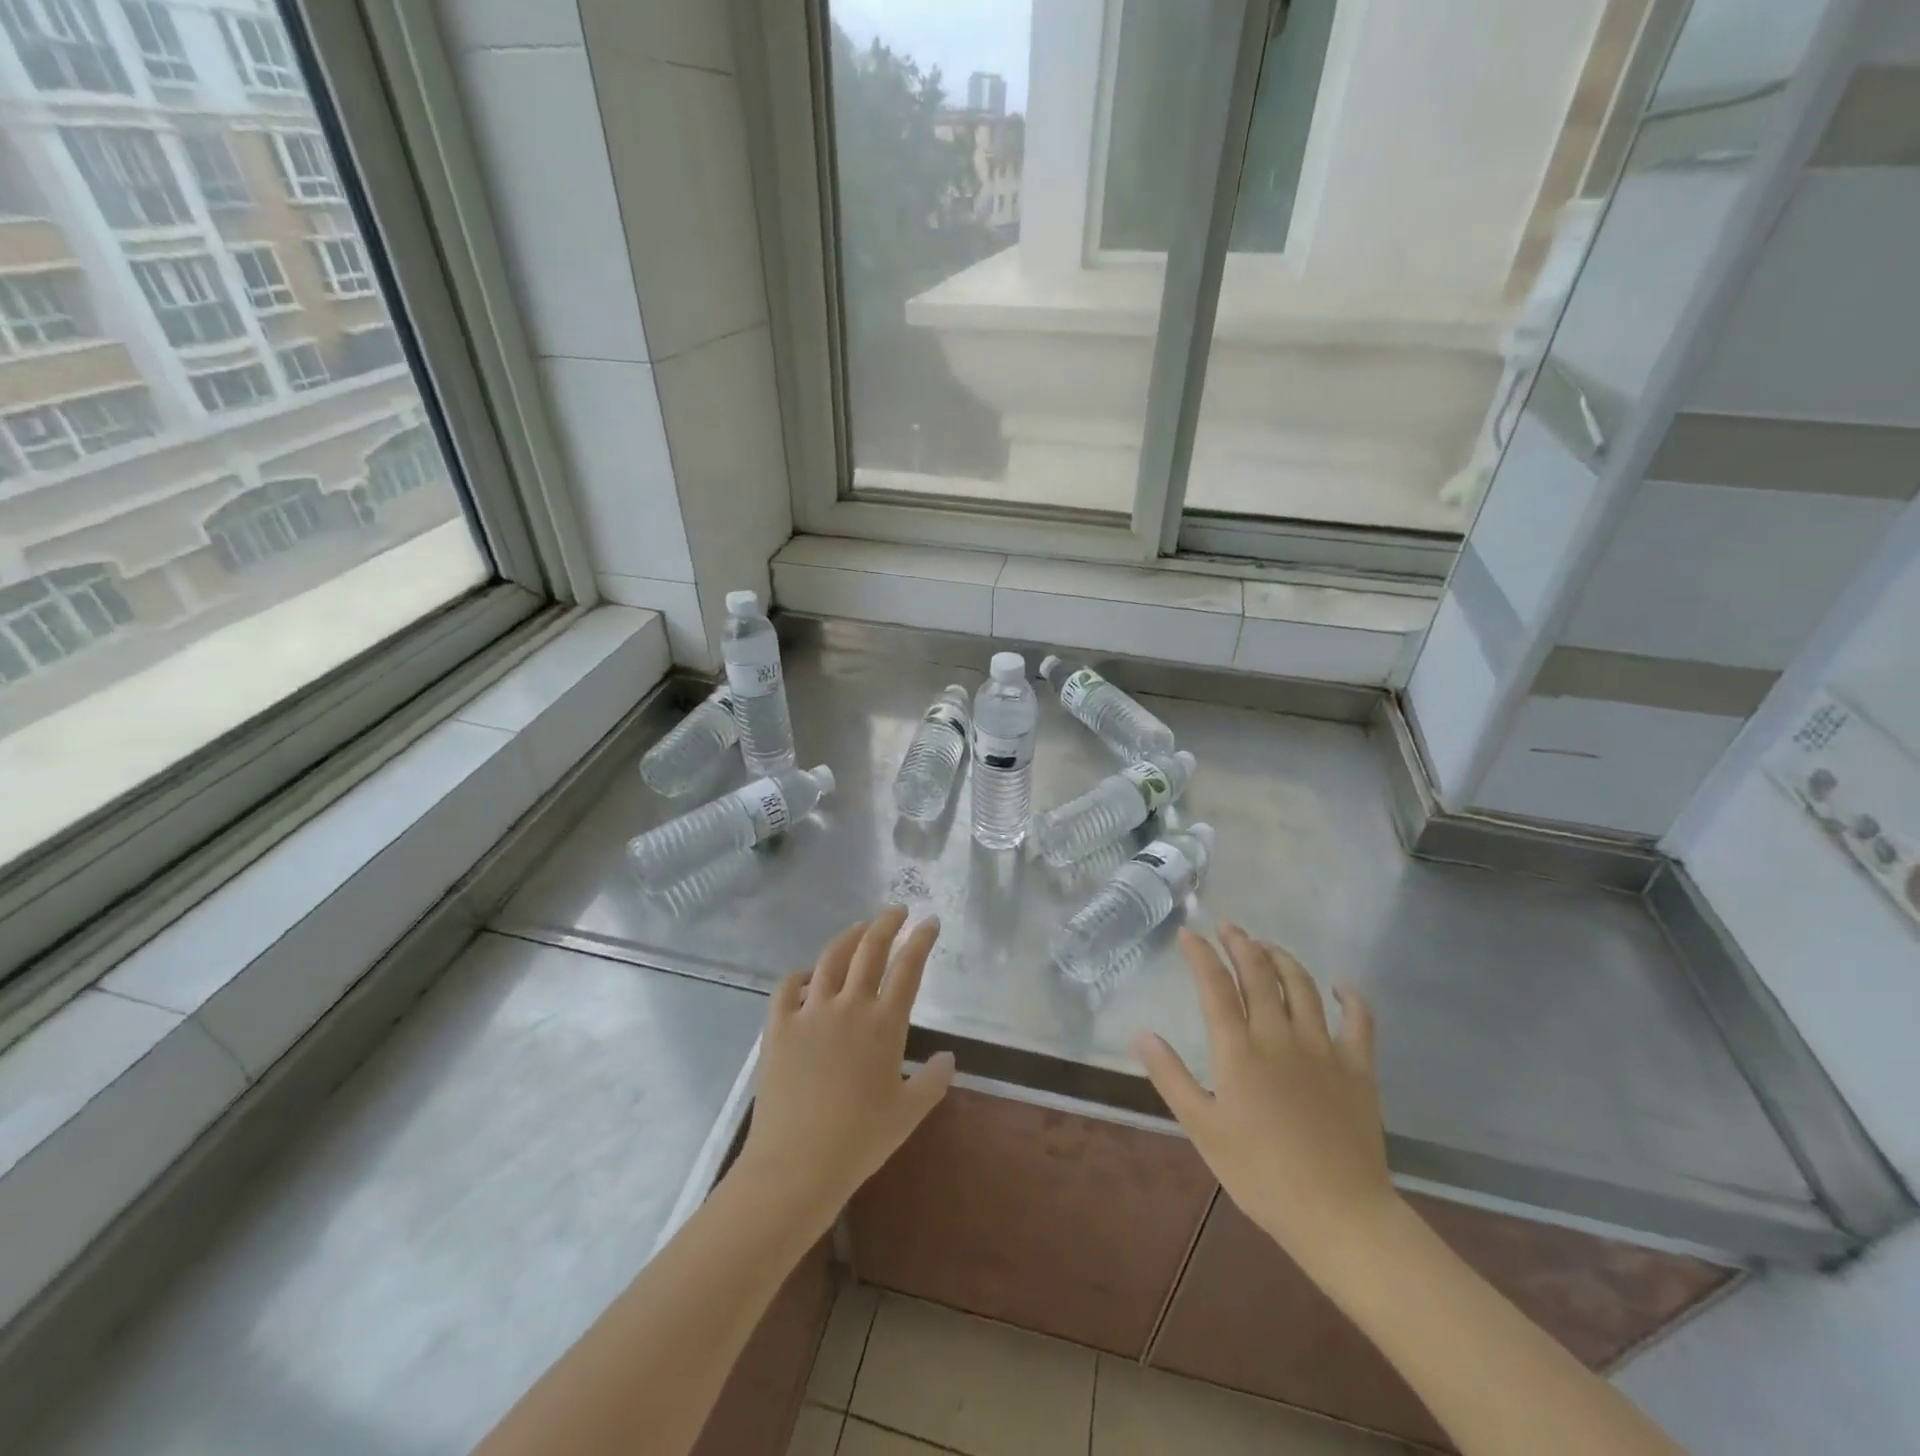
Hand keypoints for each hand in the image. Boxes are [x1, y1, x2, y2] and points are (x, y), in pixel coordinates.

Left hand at [734, 907, 954, 1231]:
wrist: (796, 1165)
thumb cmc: (859, 1141)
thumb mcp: (908, 1114)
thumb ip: (933, 1080)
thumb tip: (948, 1057)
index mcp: (884, 1023)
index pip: (908, 967)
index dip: (922, 940)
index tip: (930, 921)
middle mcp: (848, 1006)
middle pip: (869, 950)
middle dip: (886, 924)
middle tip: (897, 911)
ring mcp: (809, 1013)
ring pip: (830, 959)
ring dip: (848, 938)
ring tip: (860, 928)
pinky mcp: (778, 1027)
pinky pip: (787, 988)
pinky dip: (800, 975)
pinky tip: (807, 975)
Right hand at [1133, 925, 1396, 1277]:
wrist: (1340, 1216)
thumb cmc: (1261, 1175)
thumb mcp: (1203, 1130)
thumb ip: (1171, 1077)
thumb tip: (1141, 1033)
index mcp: (1239, 1051)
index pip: (1215, 987)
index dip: (1201, 955)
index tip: (1190, 933)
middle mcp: (1279, 1037)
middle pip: (1259, 975)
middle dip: (1241, 944)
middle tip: (1229, 927)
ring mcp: (1323, 1049)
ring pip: (1301, 987)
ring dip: (1282, 959)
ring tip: (1267, 946)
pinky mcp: (1358, 1069)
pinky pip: (1358, 1022)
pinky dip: (1350, 998)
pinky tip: (1340, 987)